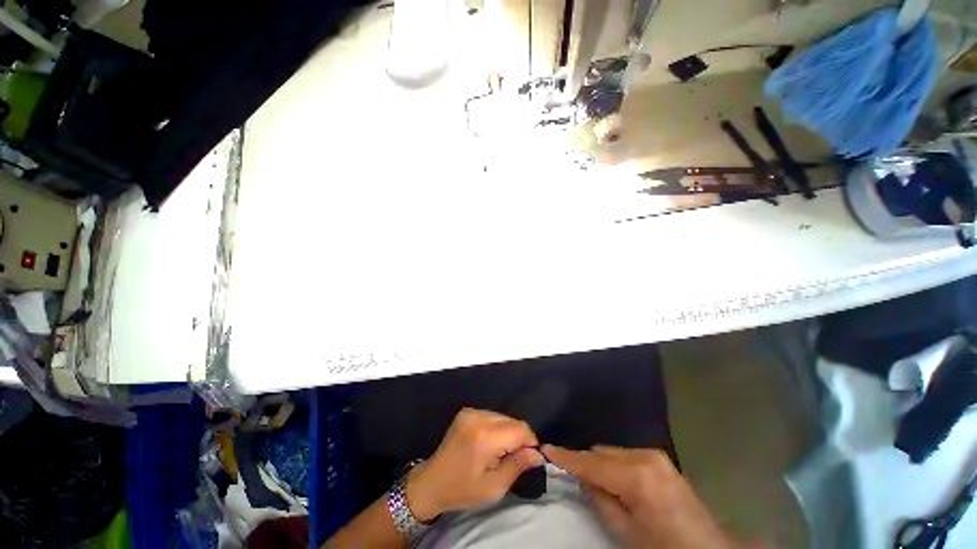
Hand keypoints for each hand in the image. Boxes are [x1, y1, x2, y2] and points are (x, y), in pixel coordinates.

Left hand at [406, 408, 542, 521]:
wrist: (432, 482)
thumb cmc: (462, 489)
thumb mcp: (493, 487)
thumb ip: (517, 466)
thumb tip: (538, 454)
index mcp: (485, 437)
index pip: (520, 429)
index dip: (530, 442)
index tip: (529, 458)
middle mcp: (478, 417)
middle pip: (512, 420)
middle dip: (519, 438)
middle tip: (513, 458)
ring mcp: (471, 412)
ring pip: (503, 417)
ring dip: (508, 432)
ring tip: (499, 452)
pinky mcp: (466, 411)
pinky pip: (491, 415)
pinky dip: (497, 427)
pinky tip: (489, 443)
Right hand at [543, 445, 733, 548]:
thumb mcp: (627, 532)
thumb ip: (601, 499)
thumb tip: (583, 478)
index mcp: (637, 476)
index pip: (591, 462)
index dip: (567, 456)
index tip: (546, 448)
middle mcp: (645, 457)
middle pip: (602, 452)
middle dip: (586, 462)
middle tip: (572, 475)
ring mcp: (656, 456)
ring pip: (613, 452)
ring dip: (601, 463)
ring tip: (596, 481)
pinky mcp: (661, 460)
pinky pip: (627, 456)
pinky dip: (616, 464)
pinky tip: (616, 480)